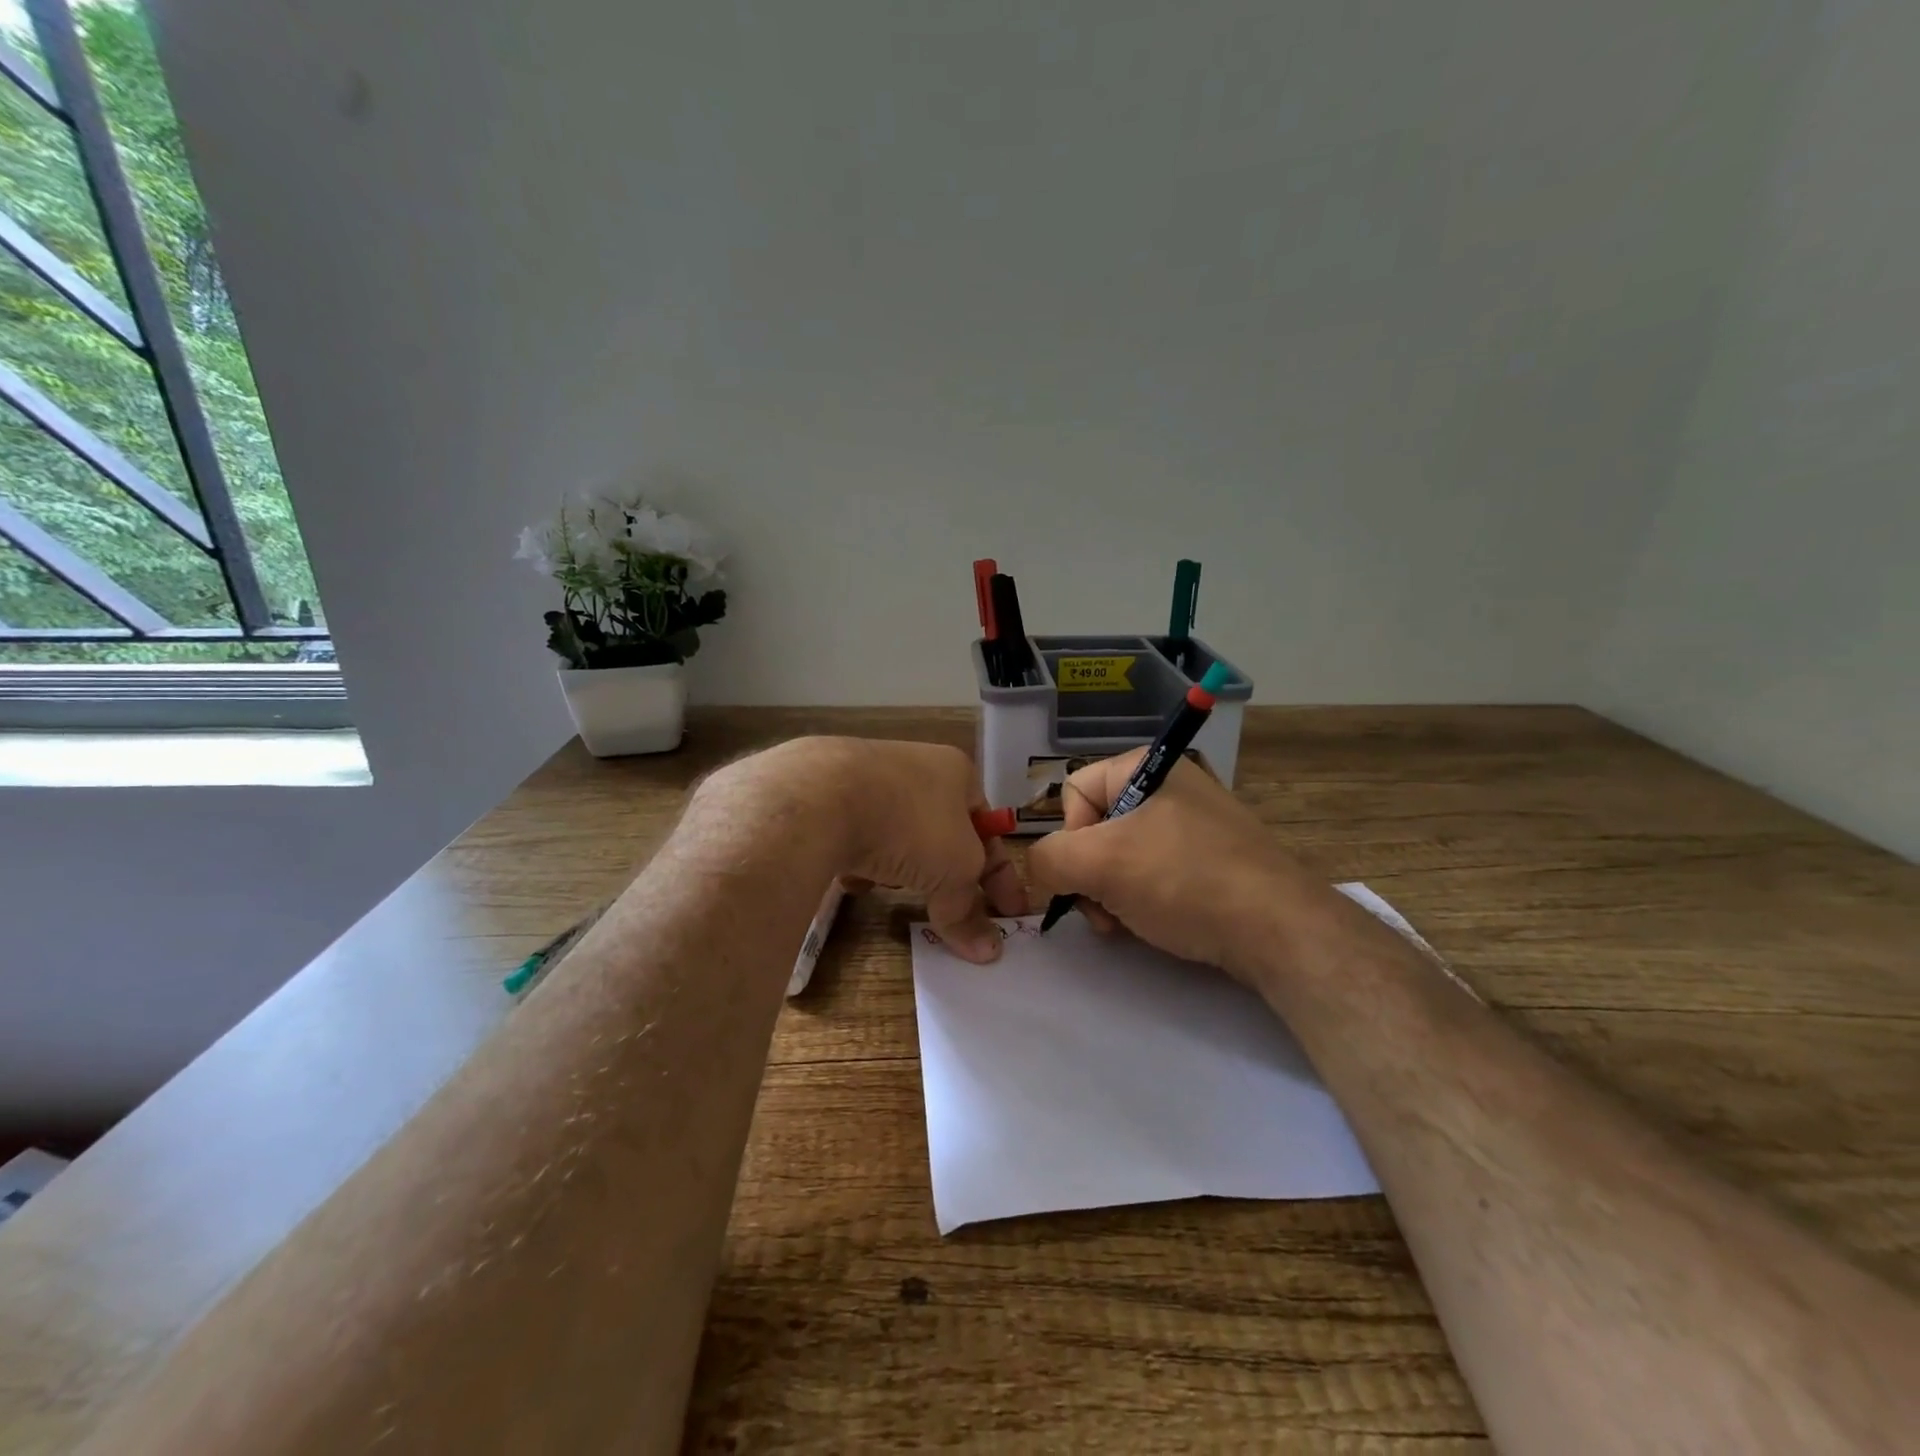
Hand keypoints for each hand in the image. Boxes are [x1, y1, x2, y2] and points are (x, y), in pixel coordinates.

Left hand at [709, 737, 1024, 962]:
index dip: (1002, 874)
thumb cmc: (910, 823)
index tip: (1011, 914)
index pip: (989, 829)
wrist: (821, 796)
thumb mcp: (954, 869)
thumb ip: (969, 909)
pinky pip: (858, 836)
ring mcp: (868, 778)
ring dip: (906, 866)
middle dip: (951, 873)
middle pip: (944, 832)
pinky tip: (856, 880)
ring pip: (900, 834)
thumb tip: (988, 952)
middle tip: (956, 910)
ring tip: (900, 891)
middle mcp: (915, 768)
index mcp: (956, 772)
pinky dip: (864, 861)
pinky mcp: (828, 797)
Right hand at [1025, 749, 1315, 980]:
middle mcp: (1172, 787)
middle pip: (1098, 828)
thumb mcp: (1101, 863)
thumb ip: (1049, 859)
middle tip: (1105, 911)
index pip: (1075, 792)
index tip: (1088, 874)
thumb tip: (1043, 870)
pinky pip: (1158, 874)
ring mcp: (1197, 825)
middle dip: (1091, 874)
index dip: (1070, 837)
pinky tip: (1156, 925)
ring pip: (1124, 857)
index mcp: (1148, 766)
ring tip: (1129, 924)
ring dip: (1112, 894)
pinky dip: (1145, 901)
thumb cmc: (1183, 881)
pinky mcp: (1214, 861)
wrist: (1278, 930)